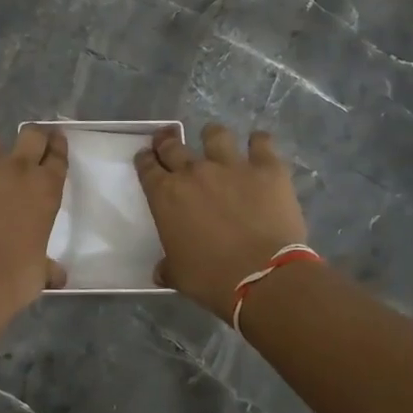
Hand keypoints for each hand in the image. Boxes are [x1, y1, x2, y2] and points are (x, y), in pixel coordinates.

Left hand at [0, 126, 68, 330]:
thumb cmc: (12, 280)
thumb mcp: (38, 274)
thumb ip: (47, 267)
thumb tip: (57, 277)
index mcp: (45, 190)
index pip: (58, 156)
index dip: (57, 147)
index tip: (55, 142)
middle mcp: (16, 170)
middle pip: (30, 134)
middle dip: (31, 138)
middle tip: (27, 147)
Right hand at [135, 122, 310, 321]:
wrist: (263, 277)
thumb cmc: (212, 279)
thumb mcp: (179, 276)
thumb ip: (168, 266)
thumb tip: (161, 271)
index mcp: (166, 195)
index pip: (147, 167)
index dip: (145, 160)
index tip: (146, 158)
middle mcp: (194, 172)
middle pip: (173, 145)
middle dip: (167, 141)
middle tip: (168, 141)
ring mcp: (231, 165)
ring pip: (215, 134)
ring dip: (212, 136)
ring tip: (215, 141)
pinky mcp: (266, 168)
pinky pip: (261, 142)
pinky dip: (259, 142)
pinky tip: (259, 145)